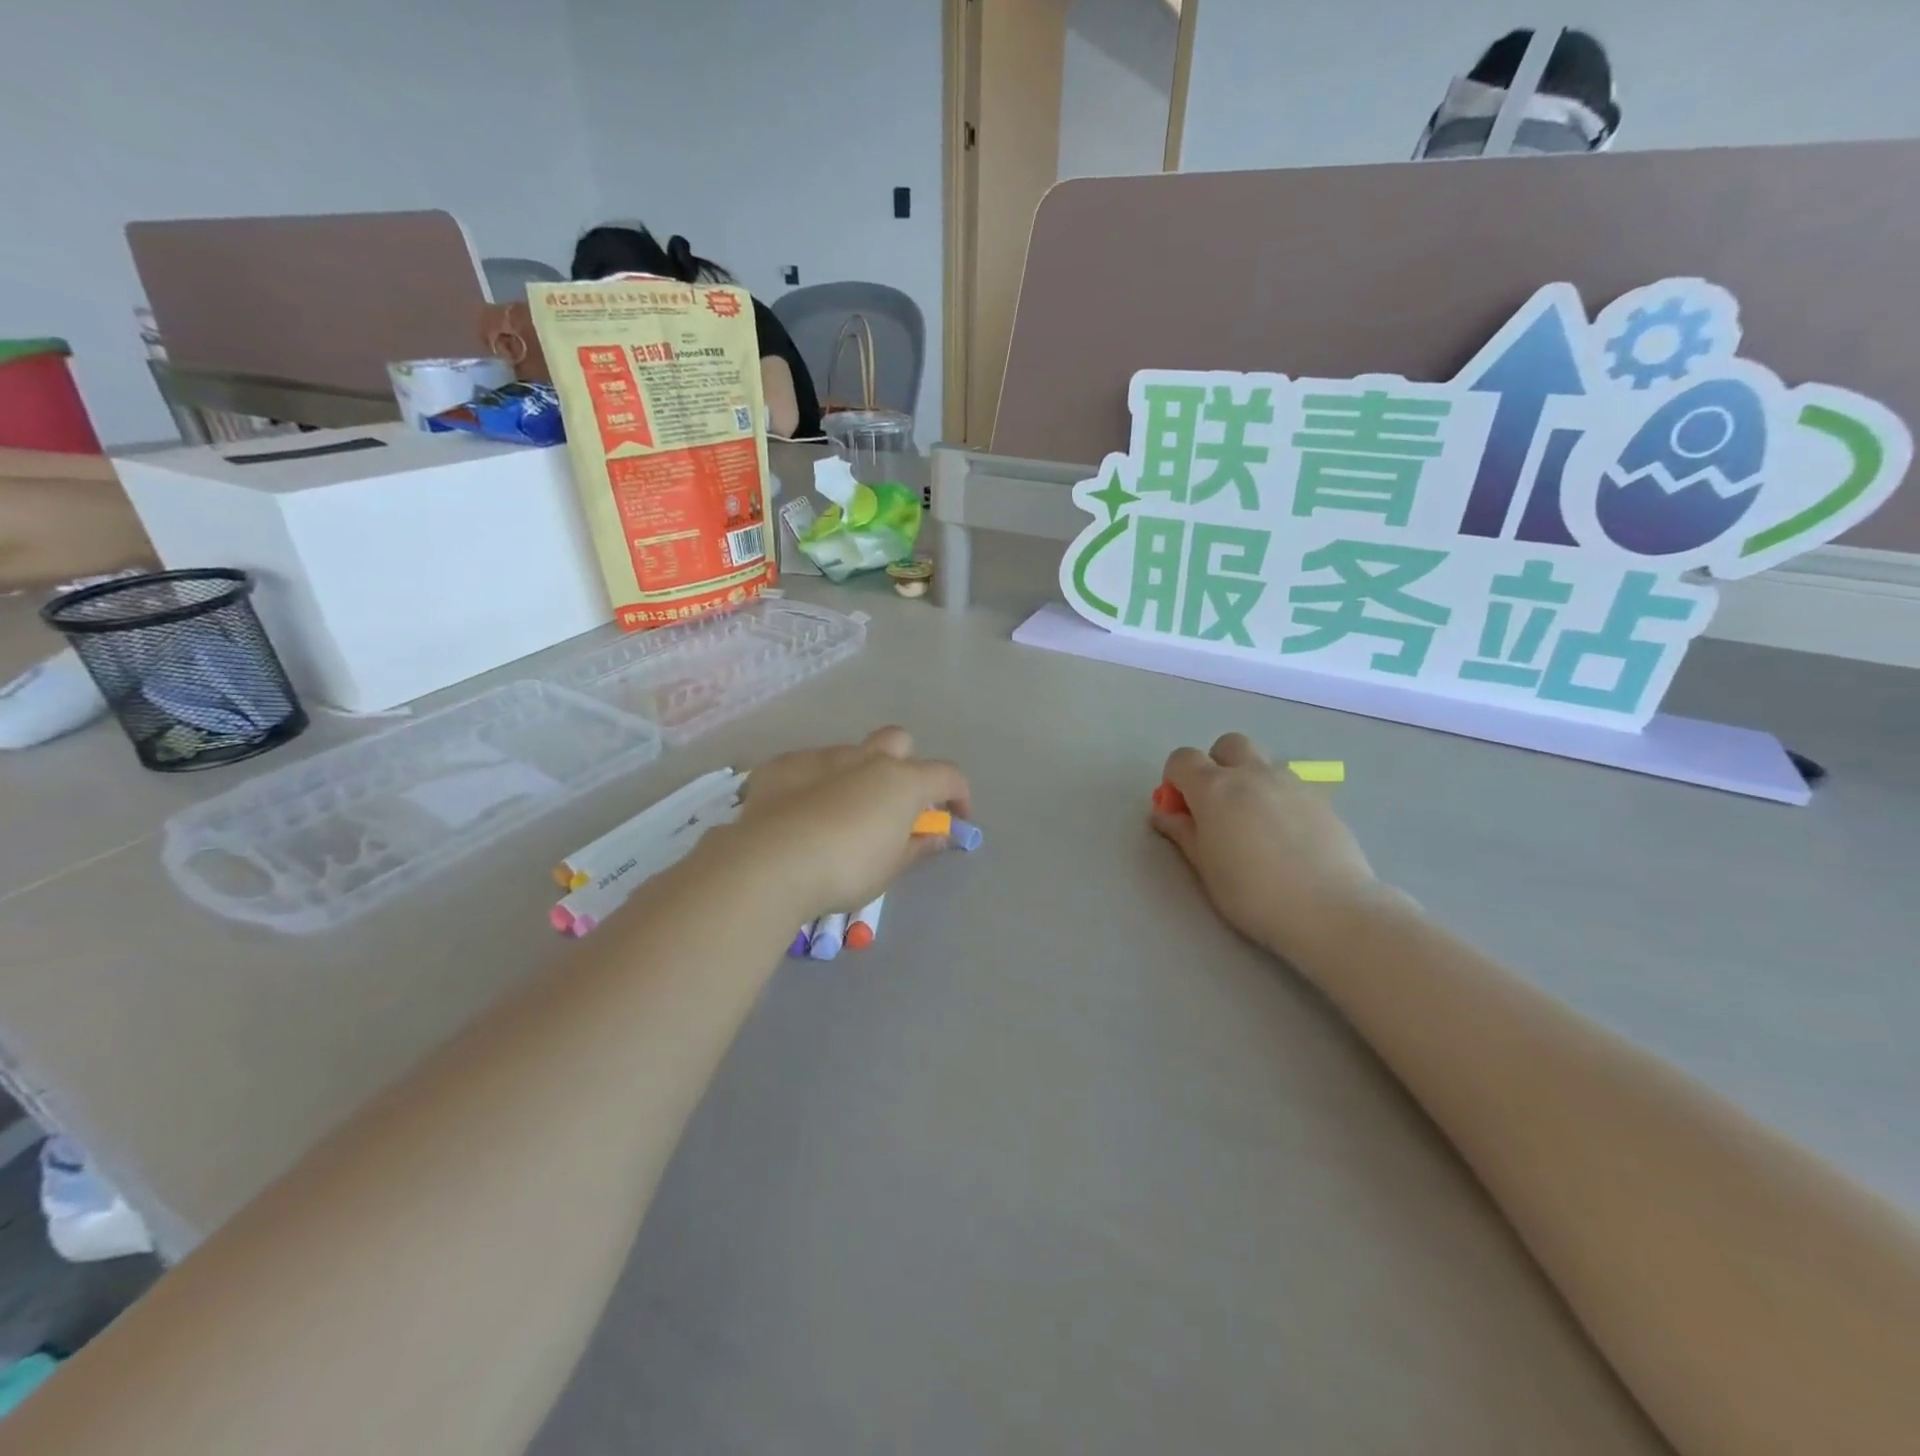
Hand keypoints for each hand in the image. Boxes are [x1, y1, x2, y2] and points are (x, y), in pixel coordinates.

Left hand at [713, 726, 970, 921]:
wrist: (770, 865)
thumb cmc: (845, 870)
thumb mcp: (891, 867)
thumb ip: (917, 845)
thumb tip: (937, 835)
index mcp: (901, 781)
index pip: (947, 775)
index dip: (958, 795)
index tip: (955, 818)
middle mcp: (865, 758)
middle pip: (898, 742)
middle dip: (904, 764)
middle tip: (894, 803)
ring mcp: (820, 757)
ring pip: (849, 753)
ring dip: (854, 776)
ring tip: (838, 815)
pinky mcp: (781, 766)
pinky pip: (806, 766)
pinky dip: (811, 783)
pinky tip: (798, 813)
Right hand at [1151, 733, 1382, 961]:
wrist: (1329, 908)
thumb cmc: (1253, 892)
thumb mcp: (1204, 866)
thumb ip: (1182, 832)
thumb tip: (1164, 813)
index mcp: (1214, 788)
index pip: (1183, 758)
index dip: (1175, 779)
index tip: (1180, 809)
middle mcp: (1252, 773)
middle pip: (1227, 745)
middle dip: (1216, 765)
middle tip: (1217, 806)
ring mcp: (1291, 782)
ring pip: (1263, 762)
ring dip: (1251, 779)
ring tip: (1255, 821)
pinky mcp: (1322, 799)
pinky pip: (1292, 784)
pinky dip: (1280, 798)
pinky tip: (1288, 835)